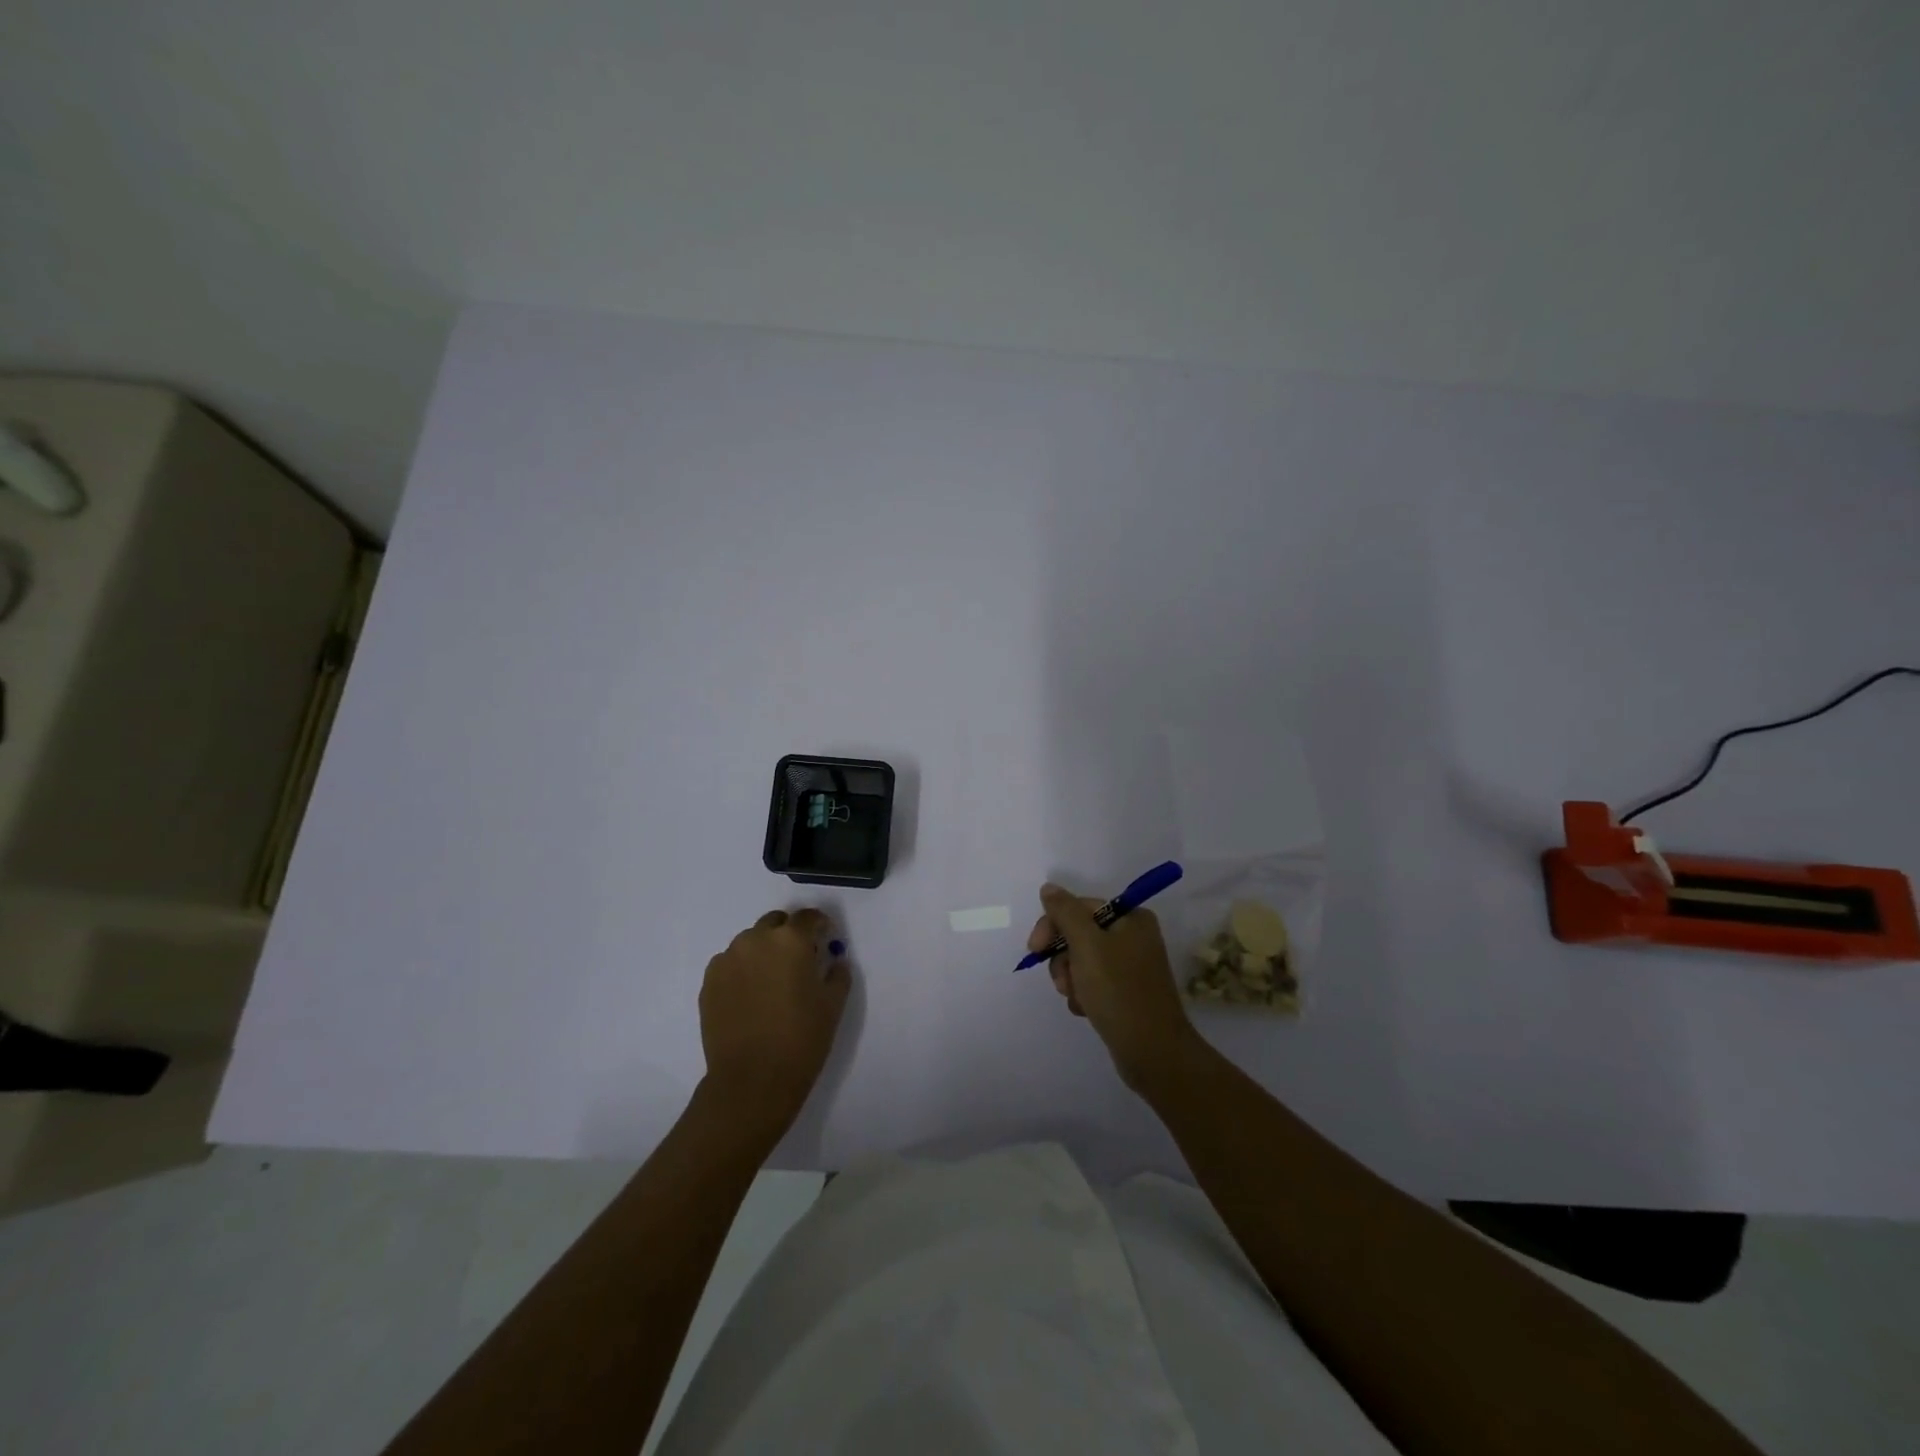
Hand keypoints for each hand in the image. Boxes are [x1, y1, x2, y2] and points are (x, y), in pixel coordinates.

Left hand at [699, 909, 849, 1135]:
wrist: (751, 1080)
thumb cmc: (801, 1039)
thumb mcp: (833, 1004)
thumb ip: (837, 973)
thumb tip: (833, 960)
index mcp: (791, 940)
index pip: (808, 917)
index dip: (819, 926)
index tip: (825, 939)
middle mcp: (756, 939)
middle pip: (775, 923)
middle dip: (788, 935)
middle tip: (798, 961)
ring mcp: (728, 959)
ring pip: (750, 942)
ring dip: (764, 951)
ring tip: (771, 982)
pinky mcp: (709, 981)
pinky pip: (730, 963)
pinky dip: (742, 970)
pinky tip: (750, 997)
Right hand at [1029, 883, 1198, 1089]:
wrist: (1152, 1053)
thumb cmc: (1119, 991)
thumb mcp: (1087, 945)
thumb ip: (1065, 912)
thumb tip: (1048, 888)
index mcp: (1132, 918)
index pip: (1079, 908)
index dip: (1053, 925)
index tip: (1035, 949)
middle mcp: (1134, 937)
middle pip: (1079, 934)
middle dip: (1063, 958)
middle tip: (1063, 981)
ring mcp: (1130, 966)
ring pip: (1081, 961)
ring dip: (1070, 979)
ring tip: (1078, 999)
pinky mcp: (1125, 993)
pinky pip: (1092, 983)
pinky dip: (1083, 994)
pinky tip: (1086, 1010)